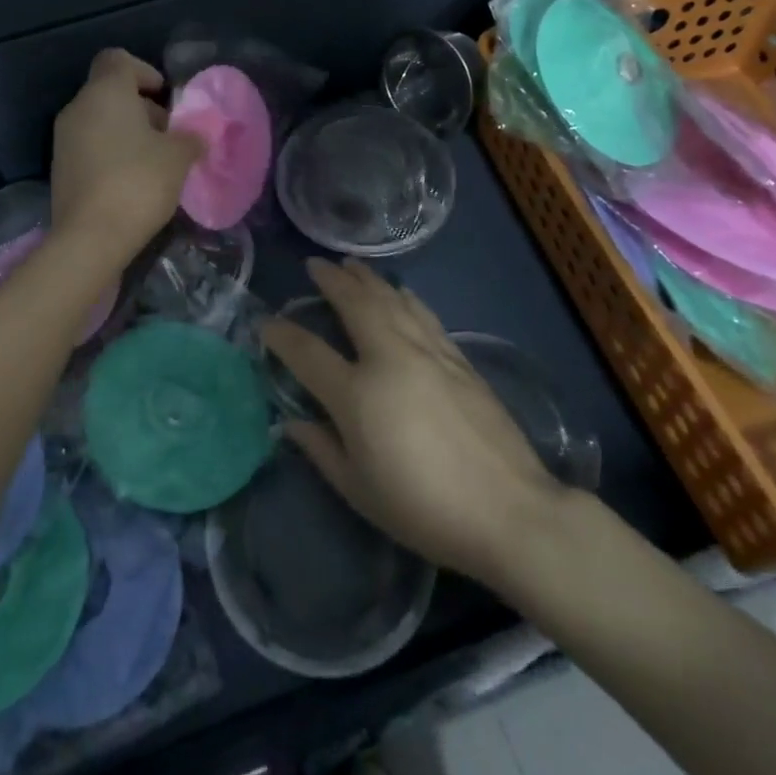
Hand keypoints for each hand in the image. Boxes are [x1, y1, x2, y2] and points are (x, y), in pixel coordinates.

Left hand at [51, 49, 204, 260]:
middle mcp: (78, 108)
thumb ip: (191, 136)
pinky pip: (90, 146)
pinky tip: (133, 181)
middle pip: (110, 91)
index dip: (144, 71)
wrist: (90, 238)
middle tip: (169, 135)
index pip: (118, 59)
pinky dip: (112, 153)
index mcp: (105, 92)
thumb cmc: (138, 182)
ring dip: (128, 132)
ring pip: (100, 120)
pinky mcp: (61, 168)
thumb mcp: (179, 156)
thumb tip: (197, 133)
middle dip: (142, 108)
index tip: (165, 97)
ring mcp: (64, 139)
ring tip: (156, 161)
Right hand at [262, 259, 566, 591]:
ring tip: (351, 264)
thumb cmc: (424, 509)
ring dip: (367, 278)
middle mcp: (389, 358)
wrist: (508, 511)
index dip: (282, 334)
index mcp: (357, 394)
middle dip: (331, 280)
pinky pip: (422, 313)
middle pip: (354, 304)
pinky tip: (399, 291)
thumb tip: (292, 423)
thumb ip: (321, 450)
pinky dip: (403, 296)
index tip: (267, 322)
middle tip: (315, 264)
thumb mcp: (359, 491)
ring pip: (390, 300)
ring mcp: (427, 353)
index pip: (307, 352)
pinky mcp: (457, 358)